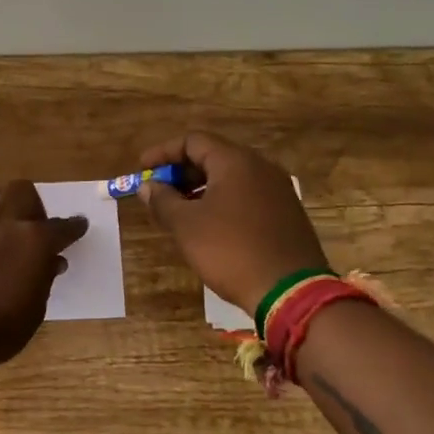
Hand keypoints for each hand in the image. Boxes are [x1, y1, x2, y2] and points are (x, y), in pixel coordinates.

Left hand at [0, 181, 87, 367]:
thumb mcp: (33, 311)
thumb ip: (43, 279)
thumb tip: (52, 261)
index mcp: (33, 240)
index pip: (61, 227)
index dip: (73, 227)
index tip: (78, 225)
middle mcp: (1, 221)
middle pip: (21, 190)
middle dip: (32, 203)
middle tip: (31, 225)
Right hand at [136, 131, 328, 313]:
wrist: (290, 292)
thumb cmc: (230, 250)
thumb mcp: (186, 226)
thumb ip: (162, 200)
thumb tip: (148, 186)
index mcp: (235, 161)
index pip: (193, 141)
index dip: (163, 152)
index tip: (142, 169)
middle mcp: (261, 167)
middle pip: (214, 156)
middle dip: (182, 172)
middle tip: (159, 192)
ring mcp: (278, 190)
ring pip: (231, 178)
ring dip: (201, 188)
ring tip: (179, 210)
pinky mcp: (286, 213)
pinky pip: (247, 195)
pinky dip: (222, 201)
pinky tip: (209, 225)